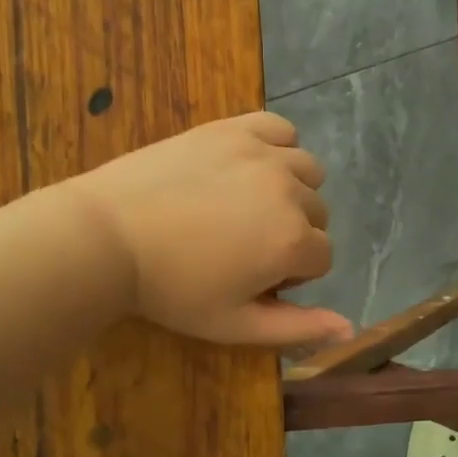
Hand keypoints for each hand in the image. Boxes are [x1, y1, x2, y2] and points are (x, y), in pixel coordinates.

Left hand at [64, 111, 353, 347]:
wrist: (107, 237)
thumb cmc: (171, 289)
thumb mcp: (234, 323)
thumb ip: (298, 328)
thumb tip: (350, 328)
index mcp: (292, 241)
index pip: (322, 257)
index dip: (291, 274)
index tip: (252, 278)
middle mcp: (289, 191)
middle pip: (318, 214)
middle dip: (292, 233)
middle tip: (243, 247)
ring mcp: (262, 154)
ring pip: (307, 171)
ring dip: (291, 190)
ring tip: (248, 206)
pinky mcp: (233, 129)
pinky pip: (280, 129)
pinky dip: (277, 146)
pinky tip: (251, 165)